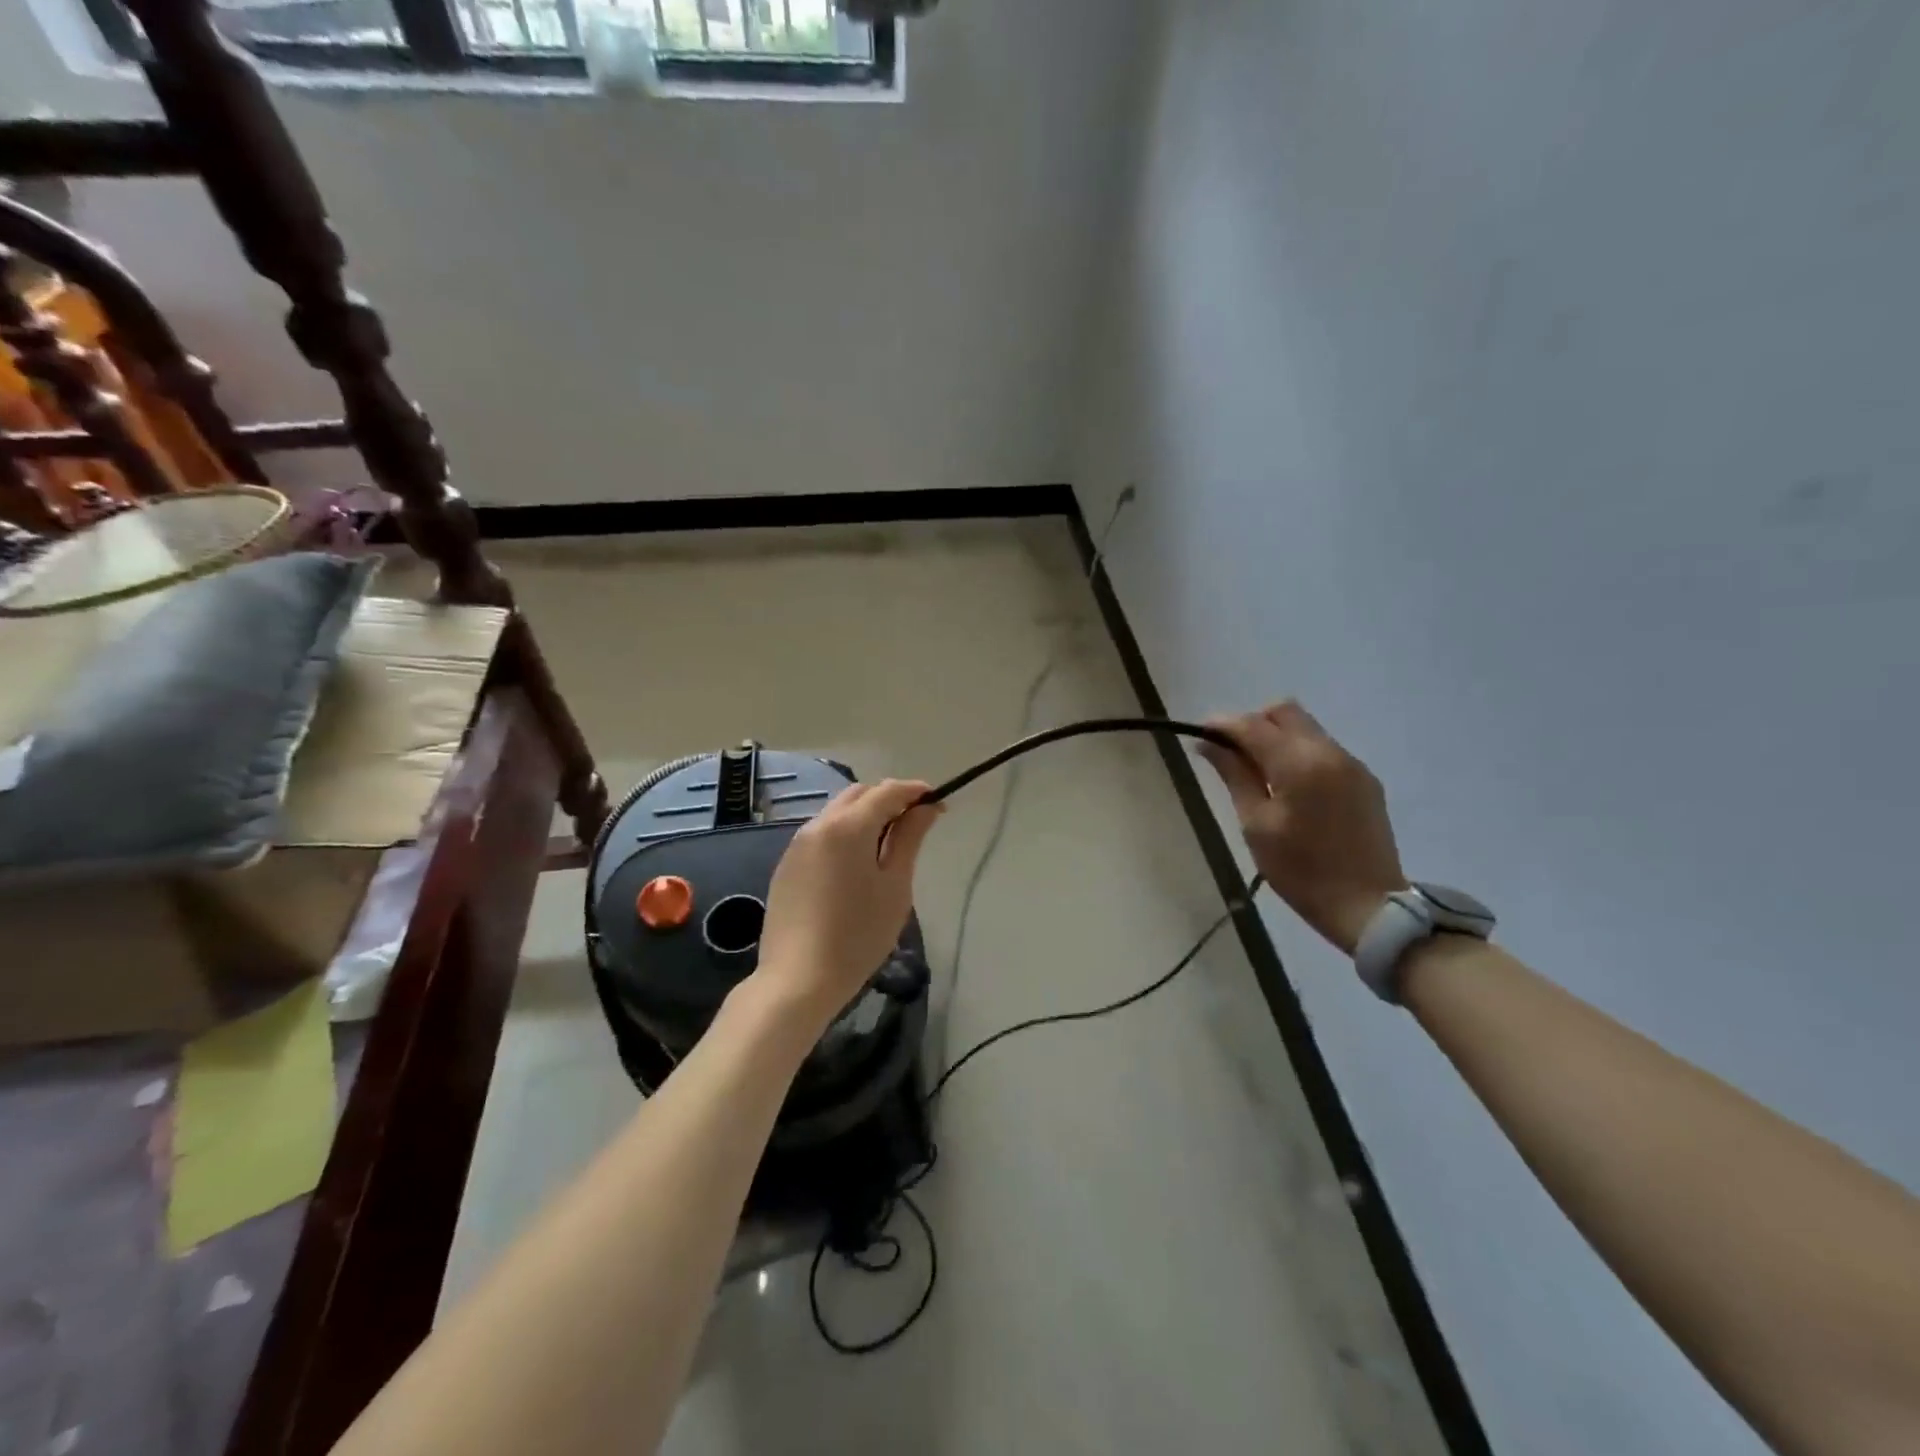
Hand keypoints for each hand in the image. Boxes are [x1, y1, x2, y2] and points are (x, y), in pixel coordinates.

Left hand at [754, 779, 943, 1029]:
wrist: (797, 979)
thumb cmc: (858, 935)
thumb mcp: (895, 886)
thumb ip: (909, 839)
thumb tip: (925, 807)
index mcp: (848, 826)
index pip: (888, 791)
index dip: (916, 792)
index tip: (938, 803)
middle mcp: (819, 824)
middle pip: (859, 794)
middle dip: (889, 799)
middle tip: (915, 824)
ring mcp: (797, 844)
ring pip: (837, 812)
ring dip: (865, 815)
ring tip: (888, 845)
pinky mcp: (787, 864)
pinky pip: (822, 834)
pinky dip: (844, 834)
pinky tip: (856, 865)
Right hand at [1197, 702, 1404, 954]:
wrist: (1368, 907)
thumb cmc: (1300, 870)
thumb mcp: (1256, 824)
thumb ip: (1234, 775)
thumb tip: (1208, 743)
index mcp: (1299, 764)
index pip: (1253, 725)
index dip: (1223, 724)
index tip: (1201, 734)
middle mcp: (1330, 752)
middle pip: (1285, 712)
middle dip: (1253, 724)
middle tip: (1232, 754)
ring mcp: (1352, 764)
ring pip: (1306, 729)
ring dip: (1277, 738)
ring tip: (1258, 774)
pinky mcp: (1365, 780)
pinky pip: (1324, 750)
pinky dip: (1299, 754)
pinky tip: (1289, 787)